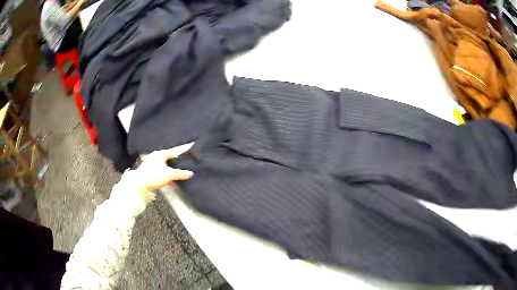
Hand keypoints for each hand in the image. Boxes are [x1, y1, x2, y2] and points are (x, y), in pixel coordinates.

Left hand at [135, 143, 193, 190]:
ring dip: (173, 170)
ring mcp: (152, 165)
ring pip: (166, 166)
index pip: (174, 151)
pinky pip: (163, 172)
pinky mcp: (151, 173)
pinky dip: (168, 175)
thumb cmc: (153, 176)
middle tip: (187, 162)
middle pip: (170, 158)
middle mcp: (155, 158)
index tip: (190, 148)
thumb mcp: (169, 174)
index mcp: (159, 154)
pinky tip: (173, 181)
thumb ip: (180, 173)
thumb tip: (191, 173)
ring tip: (181, 173)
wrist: (139, 186)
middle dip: (178, 162)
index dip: (182, 150)